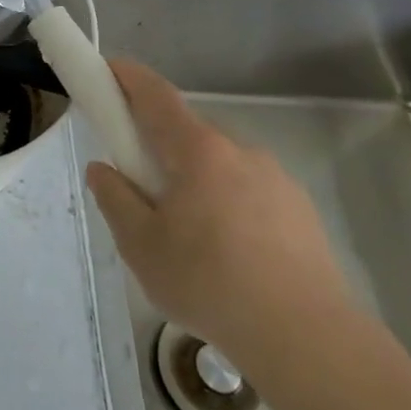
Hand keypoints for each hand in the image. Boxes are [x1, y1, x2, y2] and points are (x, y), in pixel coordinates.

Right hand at [84, 60, 357, 375]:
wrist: (306, 340)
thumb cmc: (209, 283)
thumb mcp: (140, 244)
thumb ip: (115, 198)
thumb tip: (104, 170)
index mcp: (198, 151)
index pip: (156, 96)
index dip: (127, 77)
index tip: (107, 69)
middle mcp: (240, 152)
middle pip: (188, 133)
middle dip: (160, 147)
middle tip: (140, 188)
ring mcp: (277, 181)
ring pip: (220, 166)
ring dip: (196, 181)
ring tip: (187, 237)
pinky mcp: (301, 213)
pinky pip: (249, 193)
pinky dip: (227, 206)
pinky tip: (227, 256)